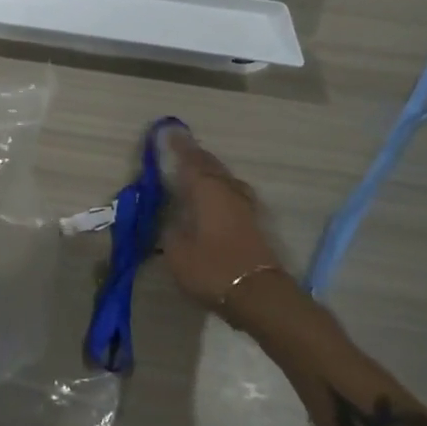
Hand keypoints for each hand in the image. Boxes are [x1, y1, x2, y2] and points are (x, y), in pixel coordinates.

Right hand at [159, 127, 286, 321]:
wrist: (258, 294)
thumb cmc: (212, 268)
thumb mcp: (176, 251)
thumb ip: (169, 229)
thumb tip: (169, 218)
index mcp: (206, 189)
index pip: (189, 160)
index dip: (177, 146)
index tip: (168, 130)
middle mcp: (227, 190)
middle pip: (210, 165)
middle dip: (194, 156)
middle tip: (179, 149)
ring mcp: (244, 206)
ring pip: (223, 178)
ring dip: (209, 171)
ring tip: (194, 172)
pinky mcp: (252, 223)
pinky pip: (230, 194)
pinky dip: (218, 189)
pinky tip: (211, 197)